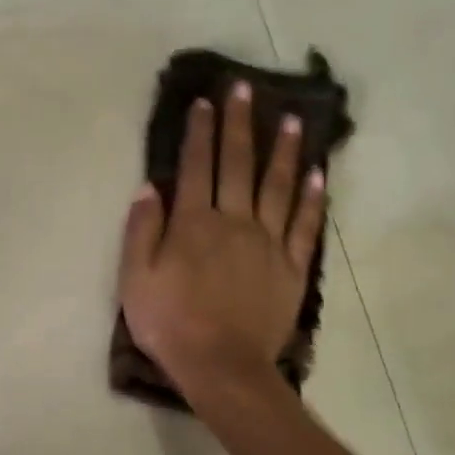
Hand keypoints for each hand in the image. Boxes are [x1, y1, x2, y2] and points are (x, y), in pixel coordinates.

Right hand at [118, 81, 326, 400]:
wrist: (220, 365)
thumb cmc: (169, 322)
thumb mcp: (136, 278)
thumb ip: (142, 230)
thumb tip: (150, 187)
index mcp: (193, 223)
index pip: (195, 167)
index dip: (199, 132)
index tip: (205, 102)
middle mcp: (234, 222)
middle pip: (238, 165)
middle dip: (240, 124)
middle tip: (245, 88)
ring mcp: (268, 244)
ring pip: (278, 187)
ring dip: (284, 151)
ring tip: (292, 119)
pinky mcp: (292, 268)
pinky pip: (304, 226)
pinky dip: (312, 199)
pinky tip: (318, 175)